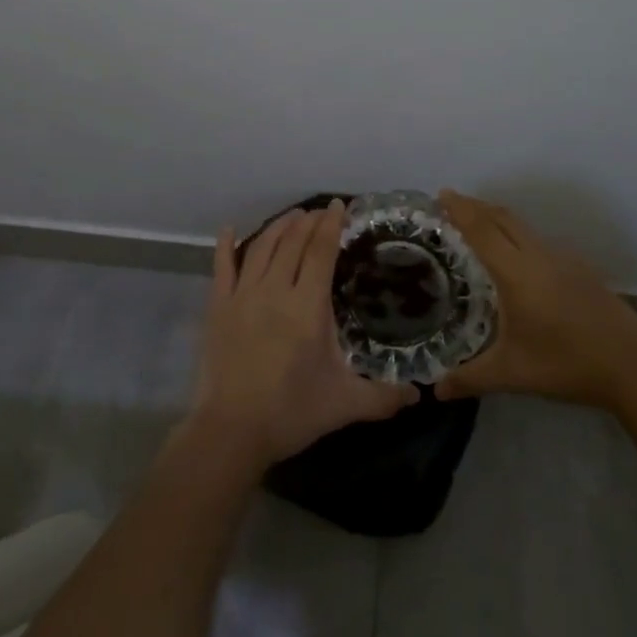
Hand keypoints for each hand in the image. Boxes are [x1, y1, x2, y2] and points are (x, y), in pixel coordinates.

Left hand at [189, 200, 417, 468]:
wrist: (231, 431)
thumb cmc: (291, 412)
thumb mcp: (345, 404)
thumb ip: (384, 397)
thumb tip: (419, 395)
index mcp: (308, 305)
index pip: (321, 251)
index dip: (331, 224)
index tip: (339, 205)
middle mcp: (275, 290)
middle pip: (293, 242)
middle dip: (308, 221)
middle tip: (320, 211)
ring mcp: (242, 296)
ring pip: (261, 247)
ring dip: (278, 227)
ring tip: (292, 216)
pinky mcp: (217, 308)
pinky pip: (222, 267)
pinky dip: (226, 245)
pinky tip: (230, 230)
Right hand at [434, 190, 636, 408]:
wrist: (632, 365)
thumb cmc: (566, 364)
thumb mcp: (512, 373)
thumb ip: (470, 378)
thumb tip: (437, 391)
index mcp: (517, 272)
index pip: (482, 230)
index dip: (461, 209)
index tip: (442, 193)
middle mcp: (539, 256)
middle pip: (503, 218)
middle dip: (476, 206)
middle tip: (453, 203)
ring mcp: (564, 260)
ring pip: (524, 228)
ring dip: (499, 219)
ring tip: (479, 225)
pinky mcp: (581, 270)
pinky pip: (540, 241)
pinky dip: (519, 236)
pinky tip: (519, 258)